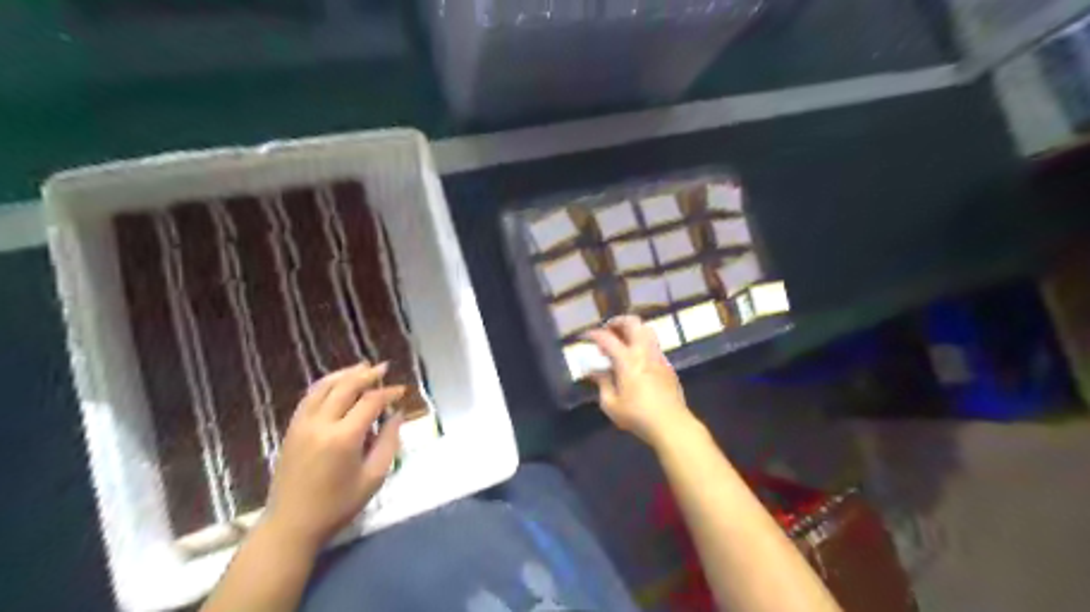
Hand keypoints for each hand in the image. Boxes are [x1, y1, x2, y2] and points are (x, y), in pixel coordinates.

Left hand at [263, 361, 403, 552]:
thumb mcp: (373, 477)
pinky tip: (336, 384)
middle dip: (367, 375)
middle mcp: (321, 424)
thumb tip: (397, 416)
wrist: (292, 525)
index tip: (402, 391)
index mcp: (344, 437)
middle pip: (346, 387)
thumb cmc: (338, 505)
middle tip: (384, 368)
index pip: (370, 402)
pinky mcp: (291, 430)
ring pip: (323, 387)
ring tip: (361, 367)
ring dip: (344, 374)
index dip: (388, 393)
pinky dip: (325, 385)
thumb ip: (388, 442)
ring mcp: (302, 425)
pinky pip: (309, 398)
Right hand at [588, 315, 698, 449]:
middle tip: (608, 329)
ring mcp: (658, 357)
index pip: (608, 338)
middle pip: (633, 323)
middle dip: (618, 322)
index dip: (595, 334)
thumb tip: (595, 371)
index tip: (587, 336)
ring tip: (623, 340)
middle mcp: (644, 352)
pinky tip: (637, 358)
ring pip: (647, 330)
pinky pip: (654, 345)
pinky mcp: (668, 366)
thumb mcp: (611, 404)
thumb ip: (602, 383)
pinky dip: (642, 343)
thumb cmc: (637, 416)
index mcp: (627, 360)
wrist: (671, 424)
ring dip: (633, 330)